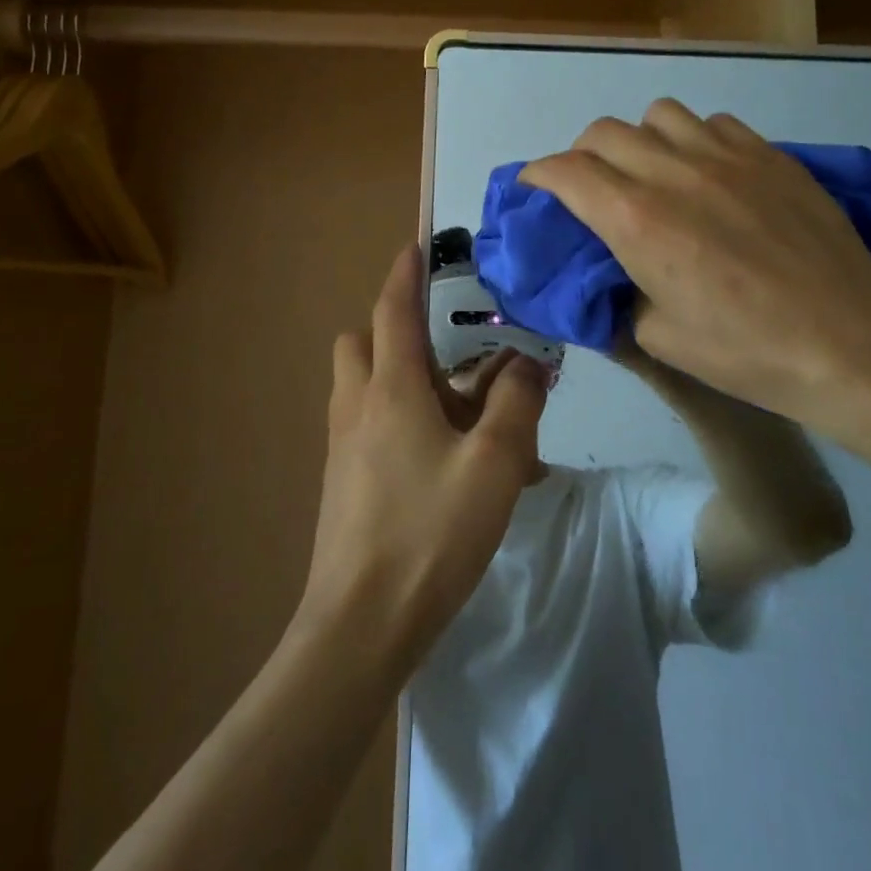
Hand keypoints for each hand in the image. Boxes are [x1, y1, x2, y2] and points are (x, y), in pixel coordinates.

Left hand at [301, 246, 548, 665]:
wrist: (360, 624)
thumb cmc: (430, 533)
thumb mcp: (494, 465)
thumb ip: (516, 404)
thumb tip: (528, 362)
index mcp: (390, 390)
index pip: (393, 310)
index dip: (405, 273)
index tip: (416, 246)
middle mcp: (357, 407)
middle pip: (363, 344)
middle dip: (395, 331)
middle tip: (446, 354)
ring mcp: (342, 447)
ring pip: (364, 387)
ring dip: (401, 379)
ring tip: (458, 413)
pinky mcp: (342, 482)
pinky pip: (367, 427)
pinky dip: (399, 421)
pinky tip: (444, 465)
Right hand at [522, 99, 870, 423]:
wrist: (848, 342)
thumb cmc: (746, 351)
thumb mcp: (659, 338)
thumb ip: (623, 293)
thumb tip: (617, 274)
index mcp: (637, 220)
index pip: (565, 171)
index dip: (538, 175)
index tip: (535, 190)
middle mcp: (673, 173)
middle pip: (603, 132)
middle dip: (582, 156)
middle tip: (591, 189)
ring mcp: (725, 155)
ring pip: (658, 114)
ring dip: (640, 140)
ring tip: (654, 173)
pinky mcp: (769, 154)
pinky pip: (714, 123)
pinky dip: (694, 140)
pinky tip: (710, 173)